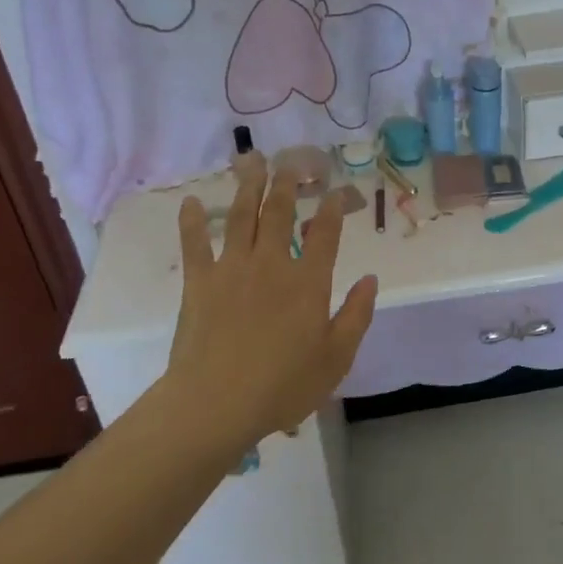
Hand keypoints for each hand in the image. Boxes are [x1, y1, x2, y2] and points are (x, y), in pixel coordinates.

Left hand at [166, 153, 377, 448]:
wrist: (216, 403)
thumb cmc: (283, 385)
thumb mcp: (336, 358)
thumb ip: (356, 315)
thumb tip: (370, 279)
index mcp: (308, 281)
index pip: (325, 234)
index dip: (332, 208)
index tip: (334, 189)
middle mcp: (272, 264)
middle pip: (280, 213)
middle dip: (287, 184)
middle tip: (290, 161)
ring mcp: (233, 268)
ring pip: (242, 217)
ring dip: (248, 186)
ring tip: (251, 160)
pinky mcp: (200, 282)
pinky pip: (195, 244)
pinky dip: (193, 221)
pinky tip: (191, 201)